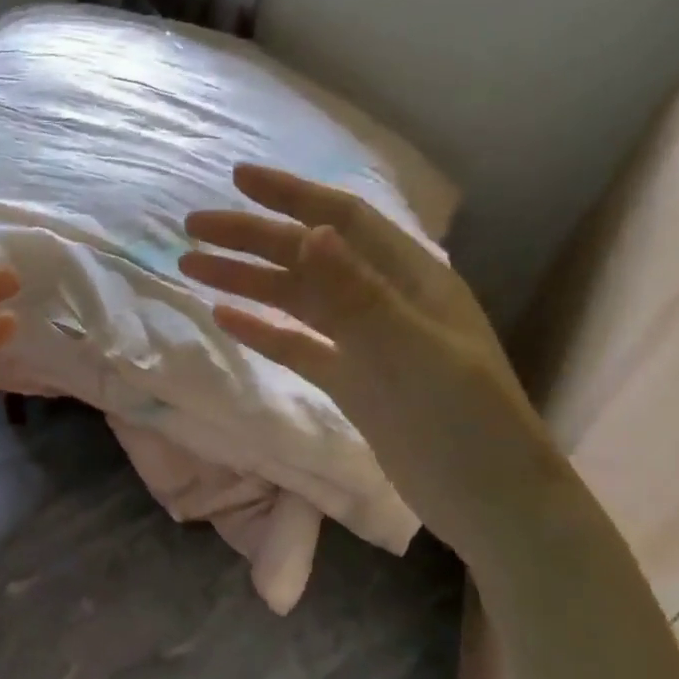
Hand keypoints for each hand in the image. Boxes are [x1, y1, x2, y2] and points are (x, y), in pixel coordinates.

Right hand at [181, 164, 564, 569]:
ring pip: (296, 300)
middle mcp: (385, 300)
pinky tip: (225, 317)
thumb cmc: (464, 419)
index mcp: (411, 278)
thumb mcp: (412, 351)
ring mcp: (365, 342)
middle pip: (308, 257)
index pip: (343, 221)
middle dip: (252, 238)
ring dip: (247, 281)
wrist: (486, 498)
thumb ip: (357, 294)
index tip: (239, 179)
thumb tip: (312, 232)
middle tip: (194, 227)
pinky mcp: (350, 380)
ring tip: (191, 267)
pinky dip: (262, 329)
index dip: (291, 196)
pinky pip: (297, 345)